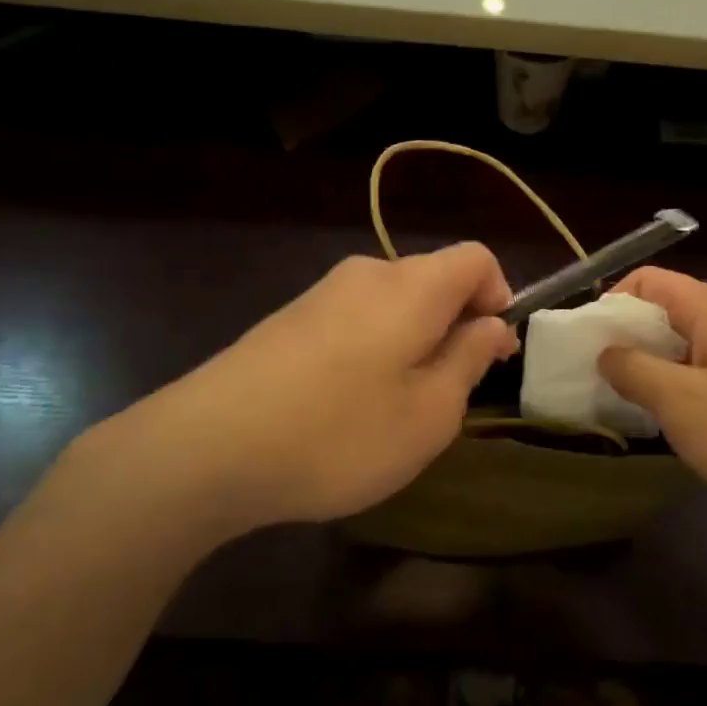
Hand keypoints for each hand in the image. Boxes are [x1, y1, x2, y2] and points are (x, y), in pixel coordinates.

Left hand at [107, 245, 516, 539]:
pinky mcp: (289, 318)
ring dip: (412, 343)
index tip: (491, 353)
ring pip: (393, 304)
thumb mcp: (428, 413)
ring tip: (394, 408)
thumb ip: (469, 360)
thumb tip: (491, 326)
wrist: (207, 446)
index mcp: (413, 285)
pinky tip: (345, 406)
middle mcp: (369, 273)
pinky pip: (354, 320)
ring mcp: (322, 293)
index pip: (477, 258)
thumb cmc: (340, 432)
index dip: (499, 297)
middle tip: (447, 394)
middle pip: (434, 280)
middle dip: (455, 327)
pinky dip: (372, 349)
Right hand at [597, 268, 706, 527]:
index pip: (649, 280)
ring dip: (655, 370)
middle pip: (668, 312)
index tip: (587, 343)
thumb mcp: (683, 403)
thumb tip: (606, 351)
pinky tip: (677, 428)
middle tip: (600, 379)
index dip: (611, 302)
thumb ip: (634, 370)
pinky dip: (684, 392)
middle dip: (629, 340)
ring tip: (631, 406)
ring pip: (689, 349)